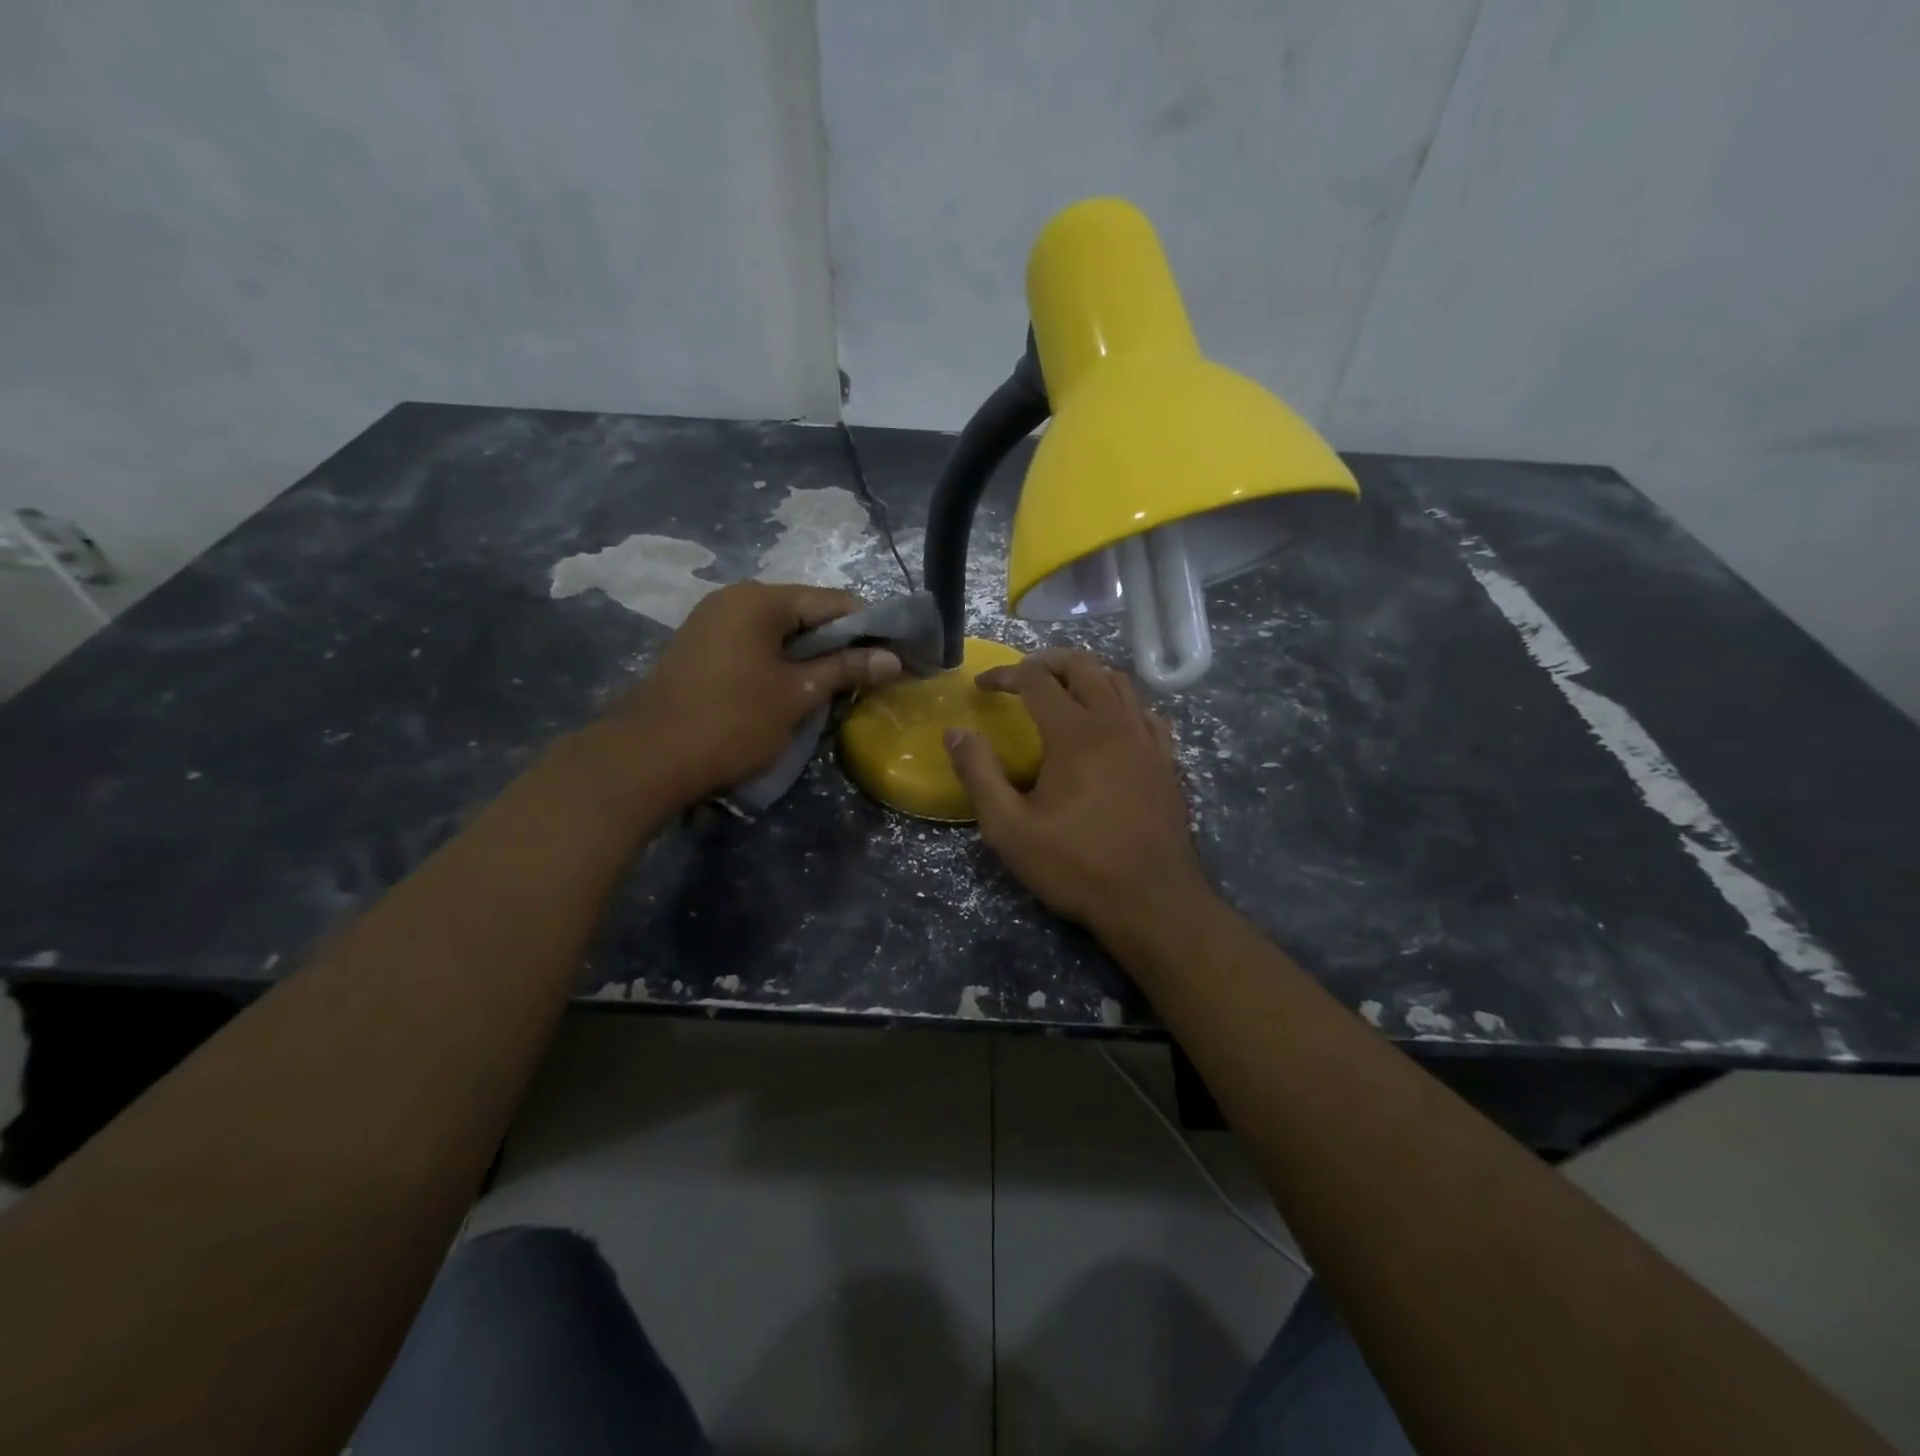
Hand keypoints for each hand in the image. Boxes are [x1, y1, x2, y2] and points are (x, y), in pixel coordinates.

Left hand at [593, 582, 901, 808]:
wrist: (649, 757)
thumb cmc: (732, 721)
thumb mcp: (797, 694)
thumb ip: (845, 669)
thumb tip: (892, 658)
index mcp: (759, 600)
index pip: (832, 601)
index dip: (870, 626)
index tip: (897, 651)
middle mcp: (734, 600)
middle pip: (805, 612)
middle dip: (841, 642)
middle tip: (873, 671)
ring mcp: (713, 623)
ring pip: (780, 631)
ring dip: (813, 654)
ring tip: (841, 683)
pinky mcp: (702, 649)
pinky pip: (756, 645)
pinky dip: (783, 662)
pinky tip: (799, 687)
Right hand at [945, 648, 1211, 940]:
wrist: (1152, 901)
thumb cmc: (1076, 865)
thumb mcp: (1009, 828)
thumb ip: (979, 774)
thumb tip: (956, 733)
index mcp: (1074, 732)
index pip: (1035, 679)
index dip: (1004, 674)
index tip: (981, 686)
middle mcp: (1114, 722)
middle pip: (1082, 665)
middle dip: (1047, 661)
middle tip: (1022, 675)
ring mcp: (1146, 739)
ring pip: (1119, 682)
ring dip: (1086, 675)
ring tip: (1062, 690)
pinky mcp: (1166, 761)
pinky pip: (1146, 712)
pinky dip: (1122, 702)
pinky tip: (1112, 721)